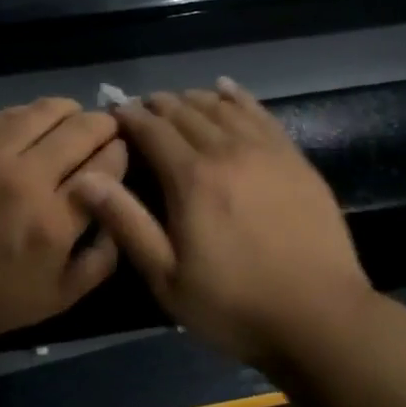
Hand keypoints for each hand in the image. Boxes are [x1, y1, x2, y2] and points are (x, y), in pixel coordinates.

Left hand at [0, 99, 127, 354]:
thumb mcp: (57, 299)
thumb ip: (100, 259)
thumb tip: (118, 214)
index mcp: (54, 222)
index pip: (106, 165)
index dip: (120, 152)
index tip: (120, 152)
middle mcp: (26, 179)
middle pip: (82, 129)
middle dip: (103, 125)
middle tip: (104, 130)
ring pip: (45, 110)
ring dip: (69, 111)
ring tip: (72, 120)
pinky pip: (7, 114)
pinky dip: (31, 114)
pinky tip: (33, 123)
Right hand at [71, 78, 373, 366]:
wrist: (320, 317)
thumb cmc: (234, 304)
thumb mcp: (166, 276)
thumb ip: (126, 222)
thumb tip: (85, 178)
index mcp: (191, 178)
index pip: (152, 130)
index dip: (129, 117)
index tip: (113, 111)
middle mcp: (227, 151)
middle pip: (185, 112)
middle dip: (157, 105)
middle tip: (141, 109)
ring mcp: (266, 151)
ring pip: (221, 107)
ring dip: (193, 99)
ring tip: (176, 102)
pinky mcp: (294, 158)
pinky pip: (260, 113)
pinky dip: (237, 97)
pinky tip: (225, 89)